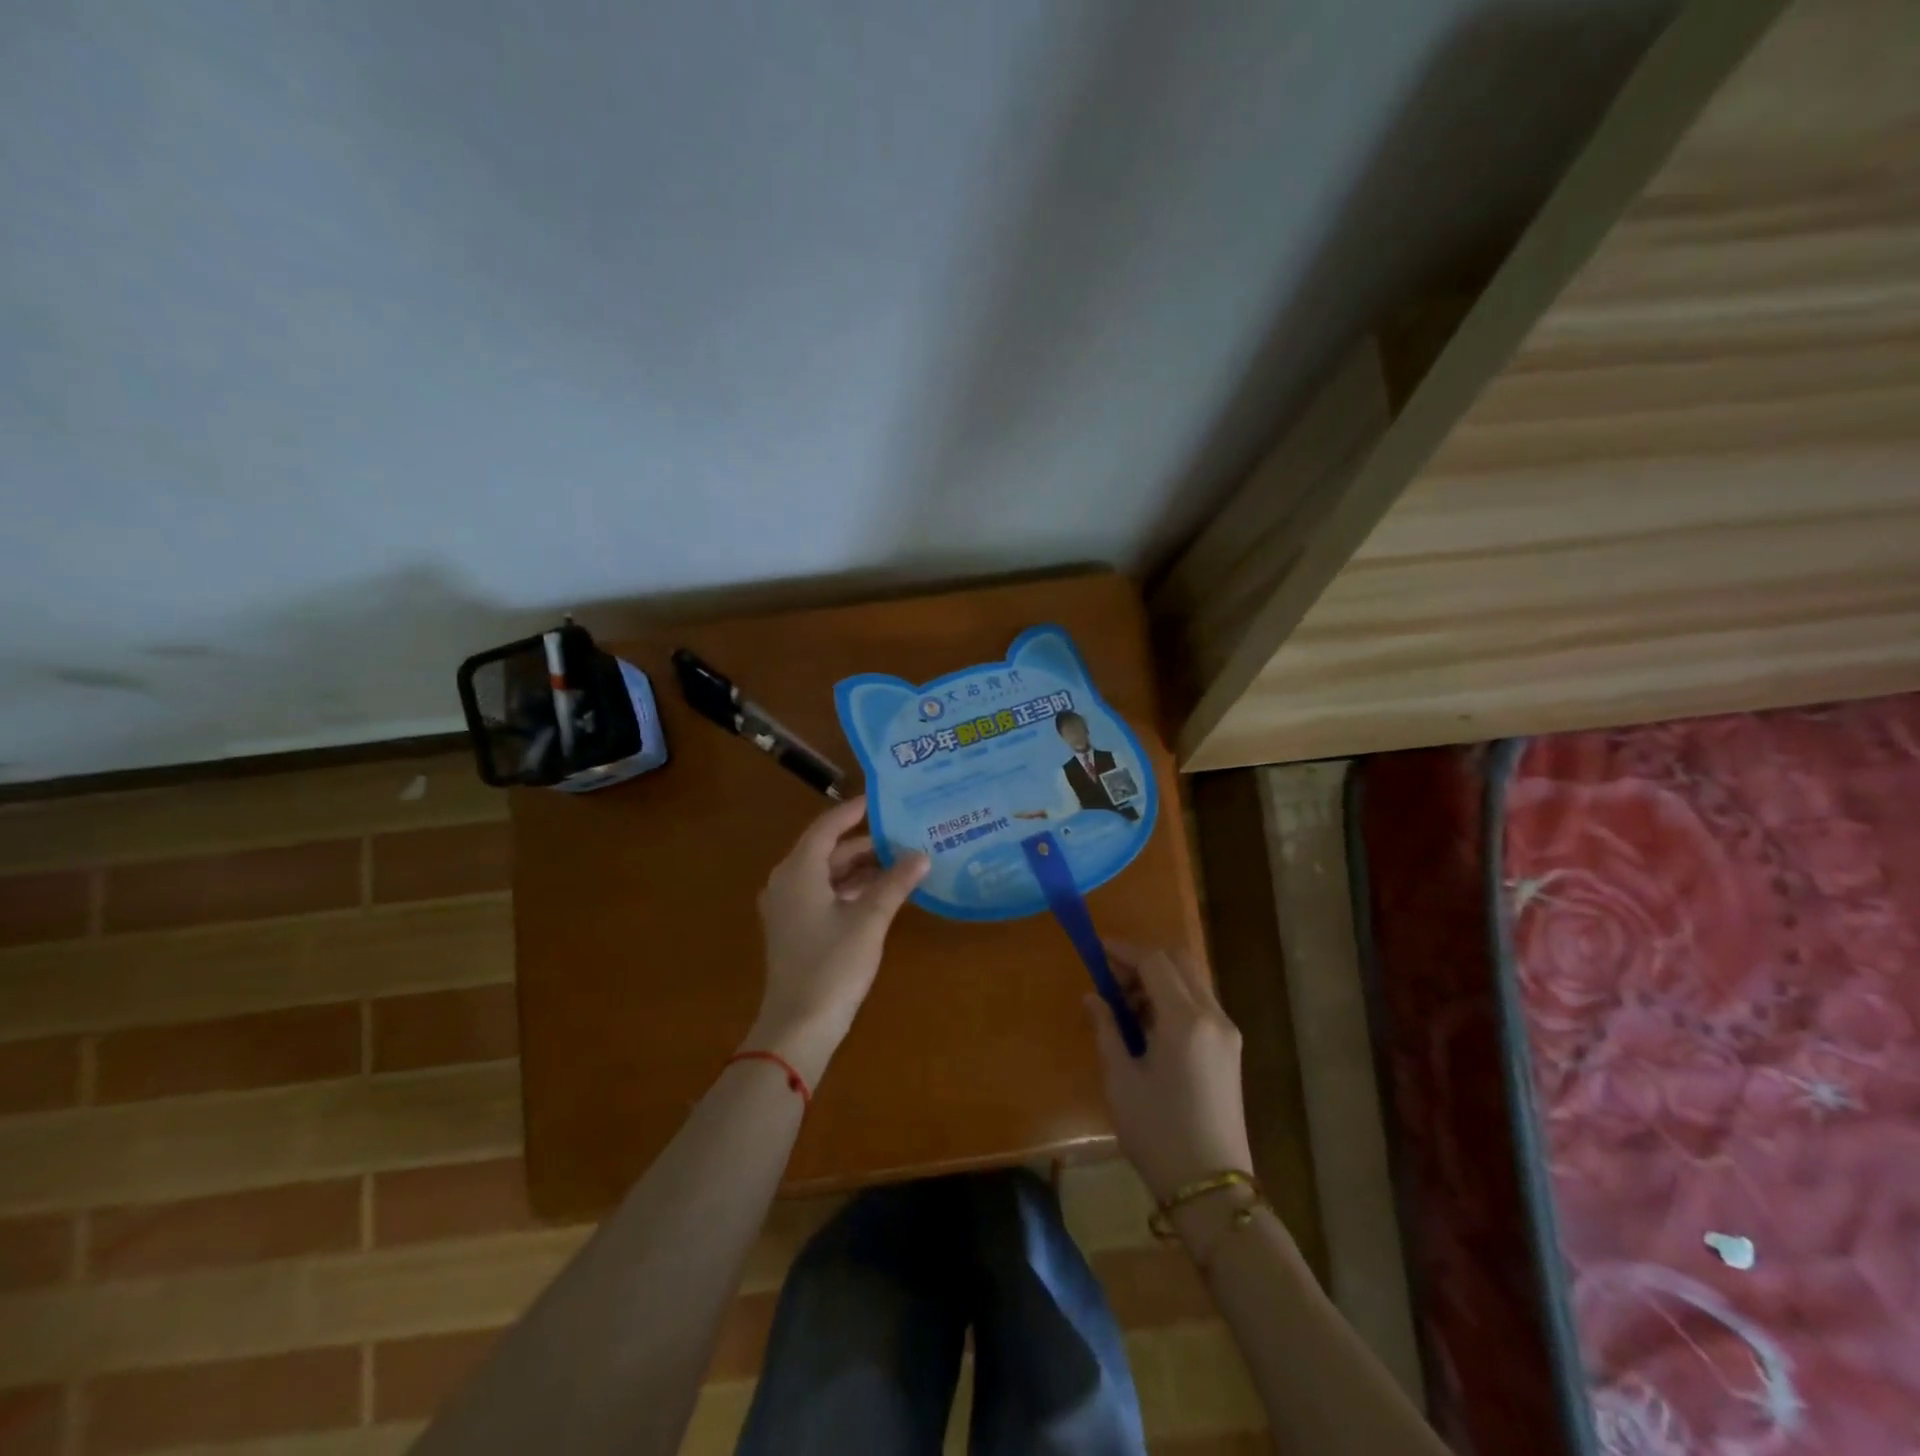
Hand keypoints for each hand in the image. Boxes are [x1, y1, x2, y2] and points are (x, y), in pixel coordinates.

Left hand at [749, 795, 928, 1084]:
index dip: (853, 812)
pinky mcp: (793, 930)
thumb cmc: (832, 965)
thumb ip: (895, 883)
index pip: (826, 827)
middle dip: (863, 844)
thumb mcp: (869, 920)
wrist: (798, 1026)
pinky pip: (822, 895)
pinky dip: (849, 890)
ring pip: (826, 875)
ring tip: (899, 863)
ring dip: (859, 869)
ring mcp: (787, 908)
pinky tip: (880, 894)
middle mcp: (786, 882)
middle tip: (901, 835)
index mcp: (798, 871)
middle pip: (826, 851)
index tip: (880, 801)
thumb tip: (922, 855)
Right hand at [1084, 941, 1253, 1203]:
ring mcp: (1227, 1033)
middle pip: (1179, 962)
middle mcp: (1213, 1016)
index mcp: (1185, 1020)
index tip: (1096, 949)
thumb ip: (1107, 1029)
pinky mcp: (1231, 1050)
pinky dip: (1174, 998)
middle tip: (1111, 980)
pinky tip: (1149, 1025)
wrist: (1213, 1189)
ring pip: (1192, 981)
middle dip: (1143, 961)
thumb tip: (1093, 996)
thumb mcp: (1121, 1080)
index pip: (1154, 962)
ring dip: (1159, 979)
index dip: (1124, 950)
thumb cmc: (1158, 1134)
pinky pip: (1201, 1004)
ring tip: (1125, 1007)